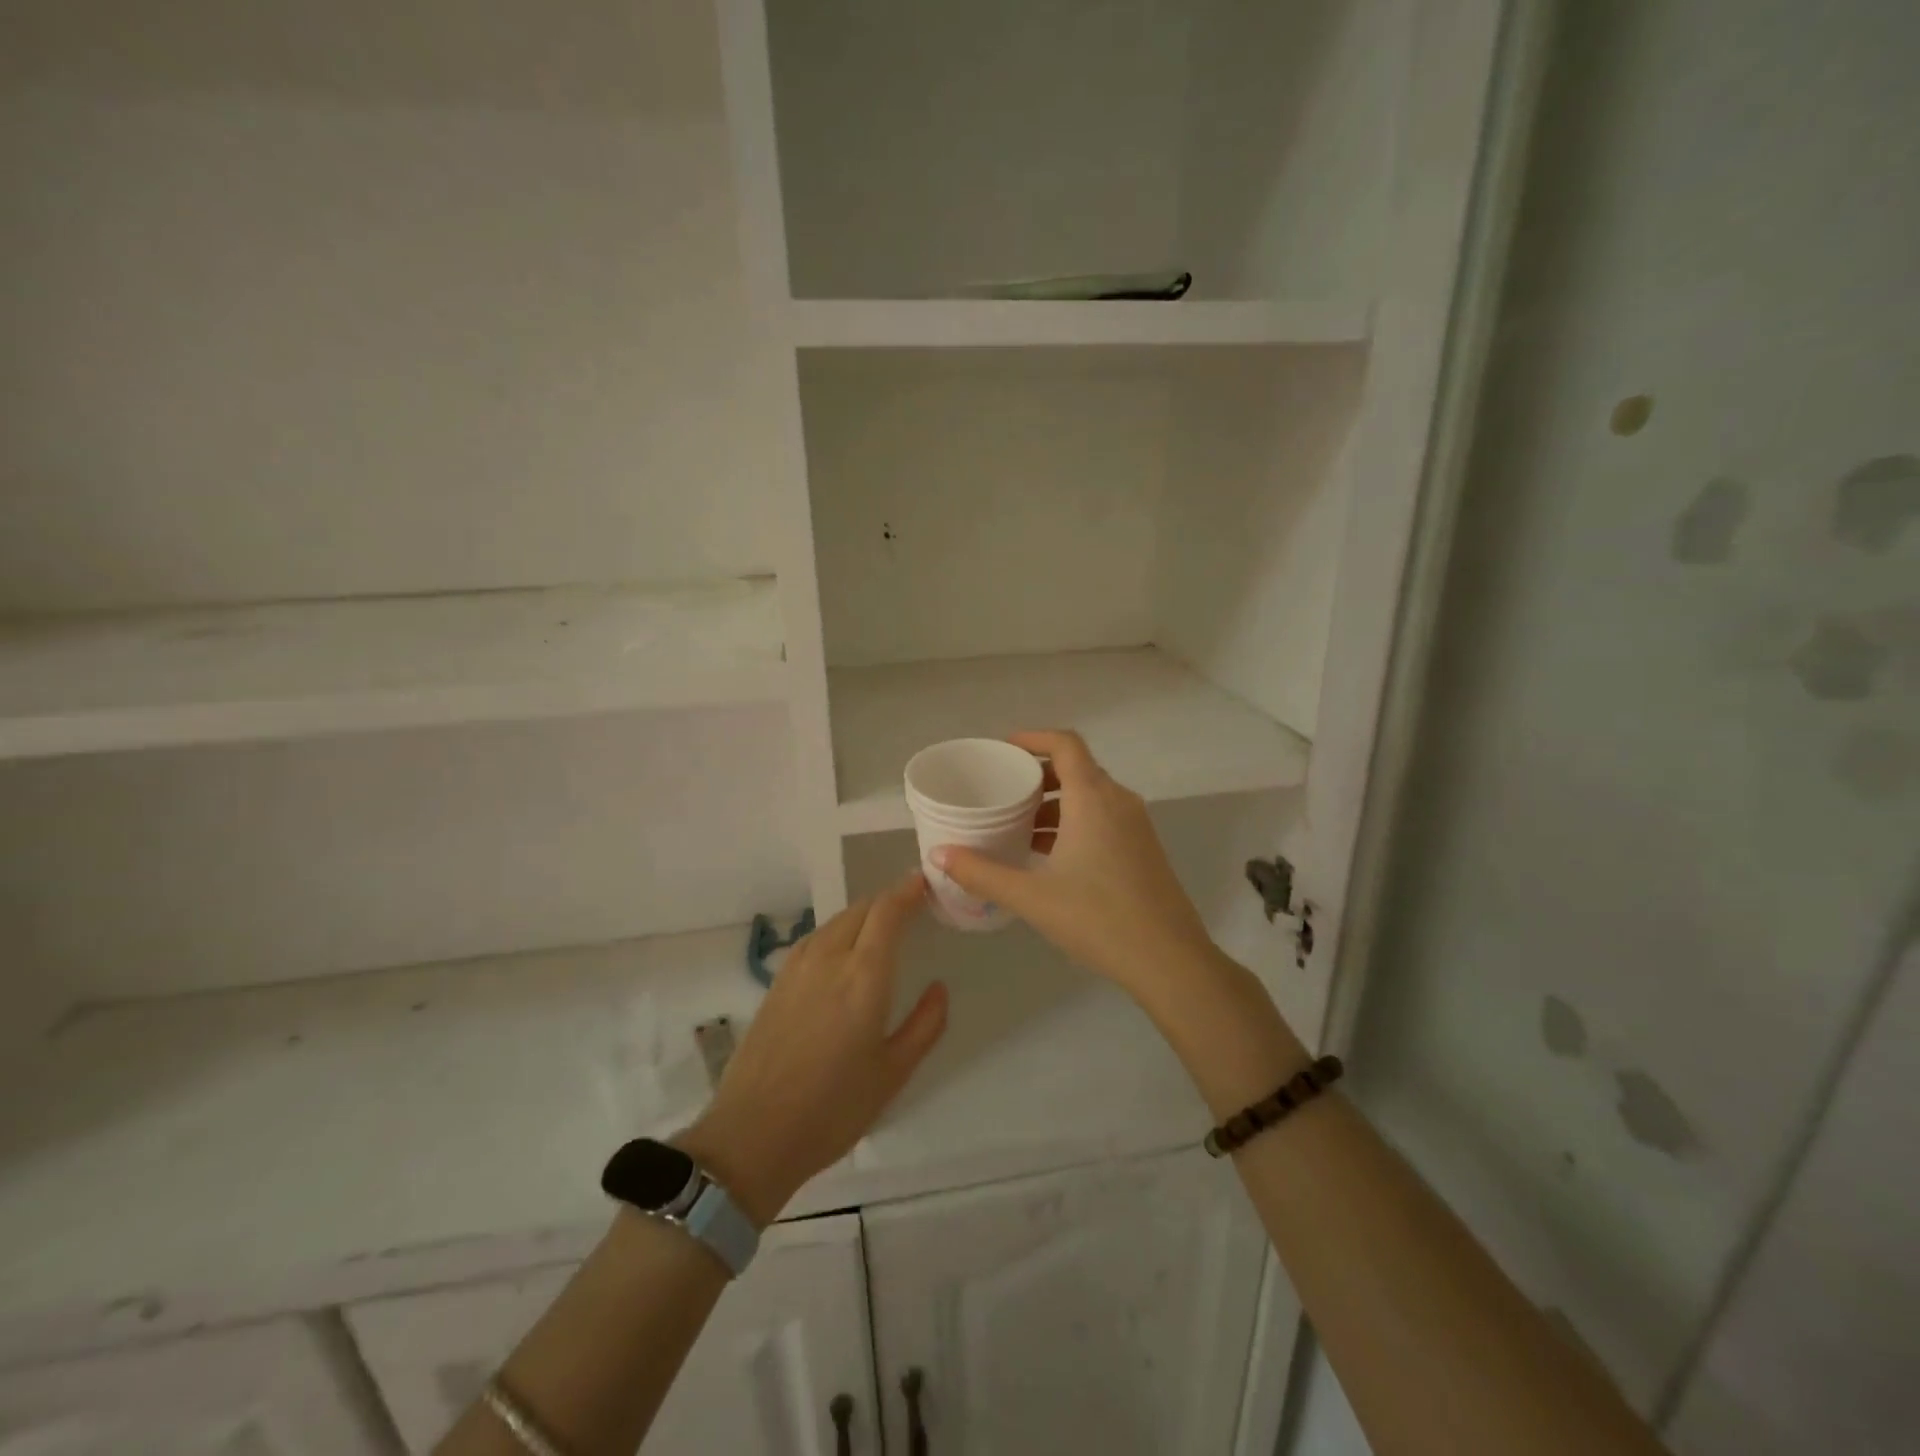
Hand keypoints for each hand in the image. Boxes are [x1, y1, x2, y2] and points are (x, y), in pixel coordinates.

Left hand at [678, 874, 946, 1224]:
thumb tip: (939, 988)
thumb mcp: (893, 1073)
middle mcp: (829, 958)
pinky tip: (844, 952)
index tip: (925, 883)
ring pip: (836, 921)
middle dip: (888, 901)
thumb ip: (925, 1025)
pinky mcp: (777, 982)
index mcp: (864, 976)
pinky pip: (816, 938)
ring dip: (862, 915)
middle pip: (861, 909)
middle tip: (912, 908)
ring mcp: (797, 967)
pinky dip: (839, 931)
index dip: (907, 891)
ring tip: (882, 928)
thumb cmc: (833, 1108)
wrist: (753, 1135)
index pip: (887, 912)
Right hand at [933, 730, 1218, 997]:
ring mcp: (1136, 825)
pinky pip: (1104, 816)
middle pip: (1076, 767)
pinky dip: (1074, 821)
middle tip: (1004, 791)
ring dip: (1056, 801)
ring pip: (1091, 795)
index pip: (1065, 744)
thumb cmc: (1098, 918)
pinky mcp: (1143, 848)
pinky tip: (1050, 855)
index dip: (1033, 738)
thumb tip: (938, 854)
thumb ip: (982, 872)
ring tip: (1020, 826)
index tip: (1003, 750)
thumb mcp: (1032, 896)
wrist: (1169, 959)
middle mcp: (1118, 801)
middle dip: (1038, 773)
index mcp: (1093, 798)